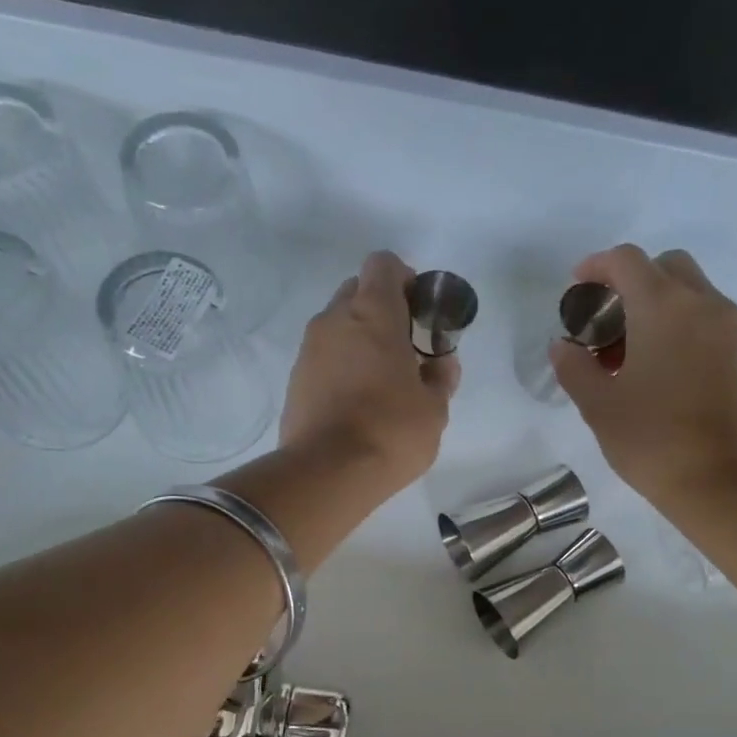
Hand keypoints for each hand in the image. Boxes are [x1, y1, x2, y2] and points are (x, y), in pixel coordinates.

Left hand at [280, 251, 459, 493]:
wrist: (328, 473)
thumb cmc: (392, 431)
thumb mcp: (435, 407)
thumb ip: (441, 377)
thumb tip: (441, 362)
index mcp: (373, 313)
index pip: (383, 264)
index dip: (404, 278)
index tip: (419, 309)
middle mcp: (335, 319)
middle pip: (357, 290)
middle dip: (382, 308)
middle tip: (405, 345)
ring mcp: (309, 348)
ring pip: (338, 324)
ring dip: (360, 338)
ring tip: (382, 379)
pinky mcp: (295, 378)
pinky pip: (324, 356)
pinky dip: (341, 364)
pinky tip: (358, 400)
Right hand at [550, 245, 736, 510]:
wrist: (718, 481)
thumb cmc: (651, 440)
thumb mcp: (598, 405)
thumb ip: (574, 367)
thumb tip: (562, 346)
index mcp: (664, 307)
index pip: (627, 261)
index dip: (596, 266)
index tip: (576, 289)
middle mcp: (700, 303)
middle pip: (663, 266)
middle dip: (628, 281)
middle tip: (602, 317)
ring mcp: (723, 327)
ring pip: (686, 289)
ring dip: (652, 301)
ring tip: (621, 345)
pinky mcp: (733, 351)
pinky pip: (700, 314)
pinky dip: (673, 319)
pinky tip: (649, 360)